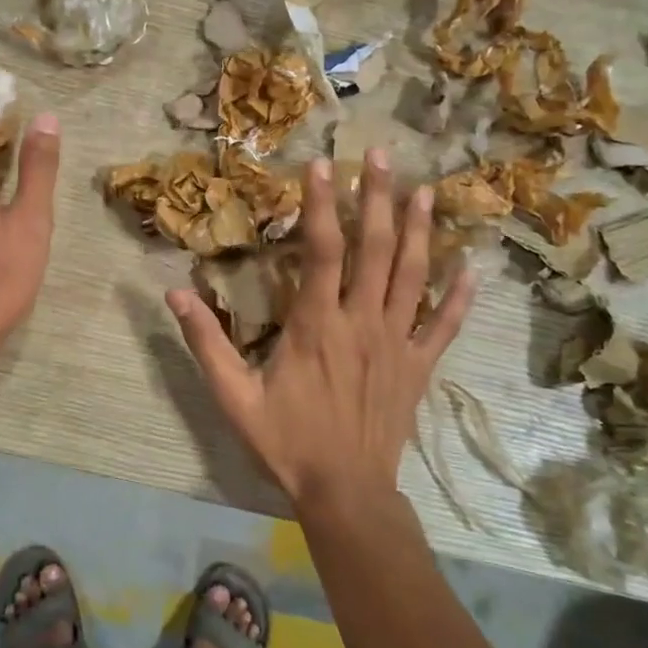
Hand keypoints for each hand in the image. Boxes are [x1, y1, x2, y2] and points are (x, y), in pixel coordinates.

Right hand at [165, 151, 475, 509]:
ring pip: (413, 276)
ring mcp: (397, 343)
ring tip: (425, 190)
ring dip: (419, 230)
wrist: (345, 492)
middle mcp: (362, 322)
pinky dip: (459, 295)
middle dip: (378, 198)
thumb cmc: (286, 442)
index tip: (322, 164)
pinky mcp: (419, 366)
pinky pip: (444, 325)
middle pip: (375, 249)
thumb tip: (175, 291)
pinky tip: (472, 266)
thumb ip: (205, 341)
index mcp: (316, 325)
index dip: (322, 204)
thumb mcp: (233, 395)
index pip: (322, 251)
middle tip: (381, 155)